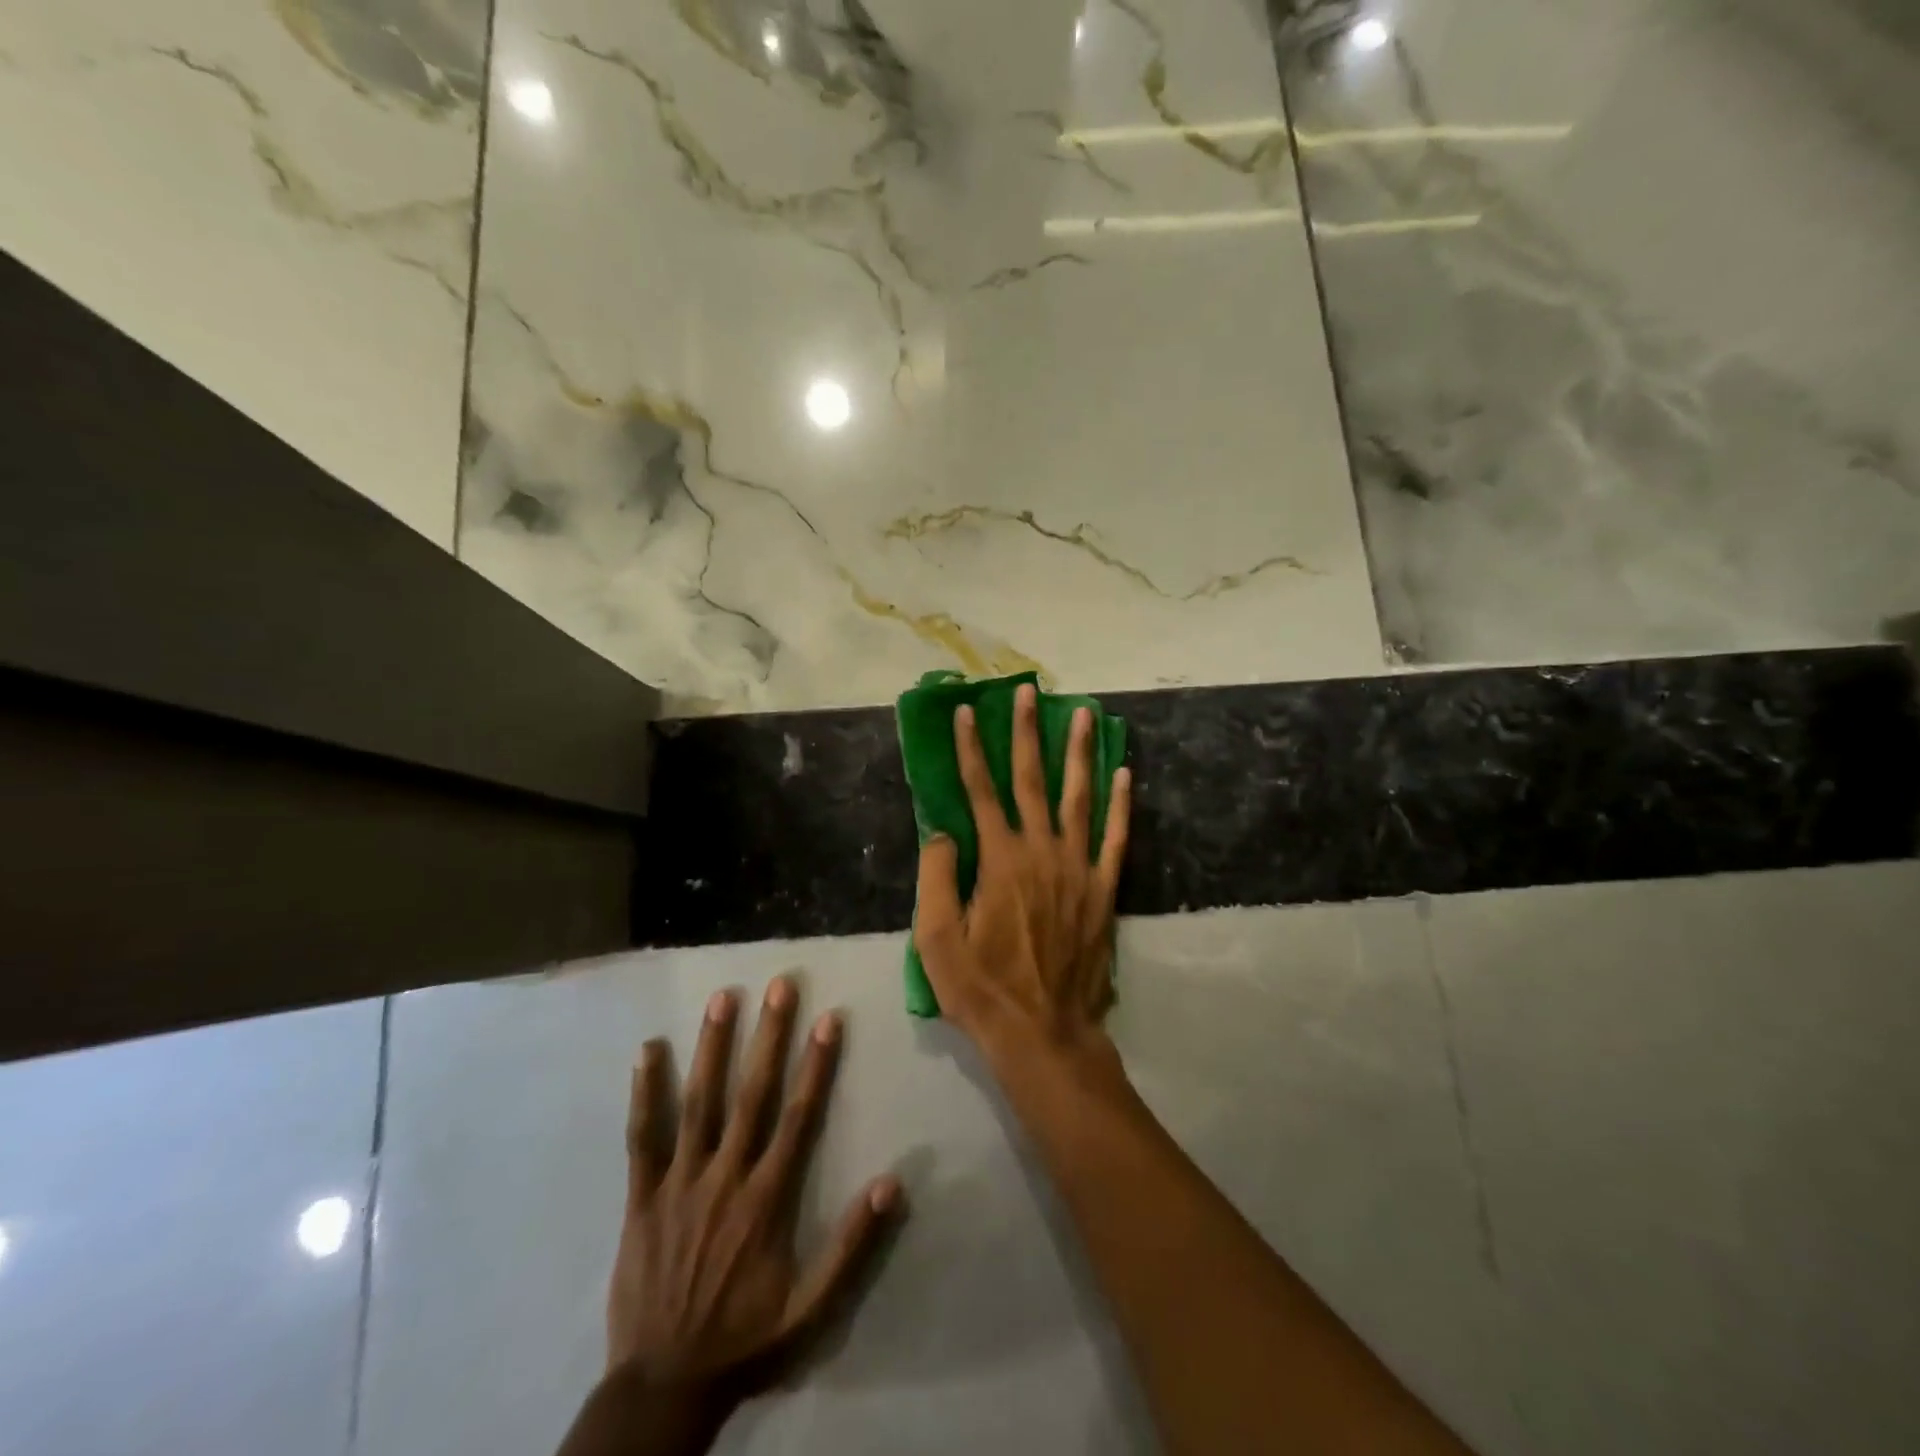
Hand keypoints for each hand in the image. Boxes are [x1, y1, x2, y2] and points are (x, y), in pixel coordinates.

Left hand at [607, 977, 902, 1418]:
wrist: (663, 1386)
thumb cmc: (745, 1339)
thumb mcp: (811, 1308)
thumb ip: (850, 1246)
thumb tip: (891, 1183)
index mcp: (767, 1198)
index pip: (799, 1116)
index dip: (817, 1064)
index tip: (829, 1018)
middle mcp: (726, 1177)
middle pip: (752, 1094)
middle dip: (768, 1036)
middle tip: (779, 986)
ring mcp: (680, 1183)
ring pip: (699, 1103)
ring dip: (712, 1048)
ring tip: (722, 998)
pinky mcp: (642, 1197)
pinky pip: (642, 1138)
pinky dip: (645, 1094)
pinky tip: (648, 1050)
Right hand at [913, 682, 1131, 1065]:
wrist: (1043, 1033)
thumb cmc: (982, 989)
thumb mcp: (936, 940)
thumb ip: (936, 878)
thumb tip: (942, 832)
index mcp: (999, 860)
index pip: (980, 791)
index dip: (969, 749)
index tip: (966, 712)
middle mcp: (1041, 852)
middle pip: (1031, 780)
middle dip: (1026, 732)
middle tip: (1029, 691)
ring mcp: (1078, 869)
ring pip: (1079, 798)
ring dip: (1078, 753)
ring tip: (1082, 714)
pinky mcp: (1104, 890)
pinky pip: (1116, 839)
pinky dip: (1120, 805)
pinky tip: (1124, 773)